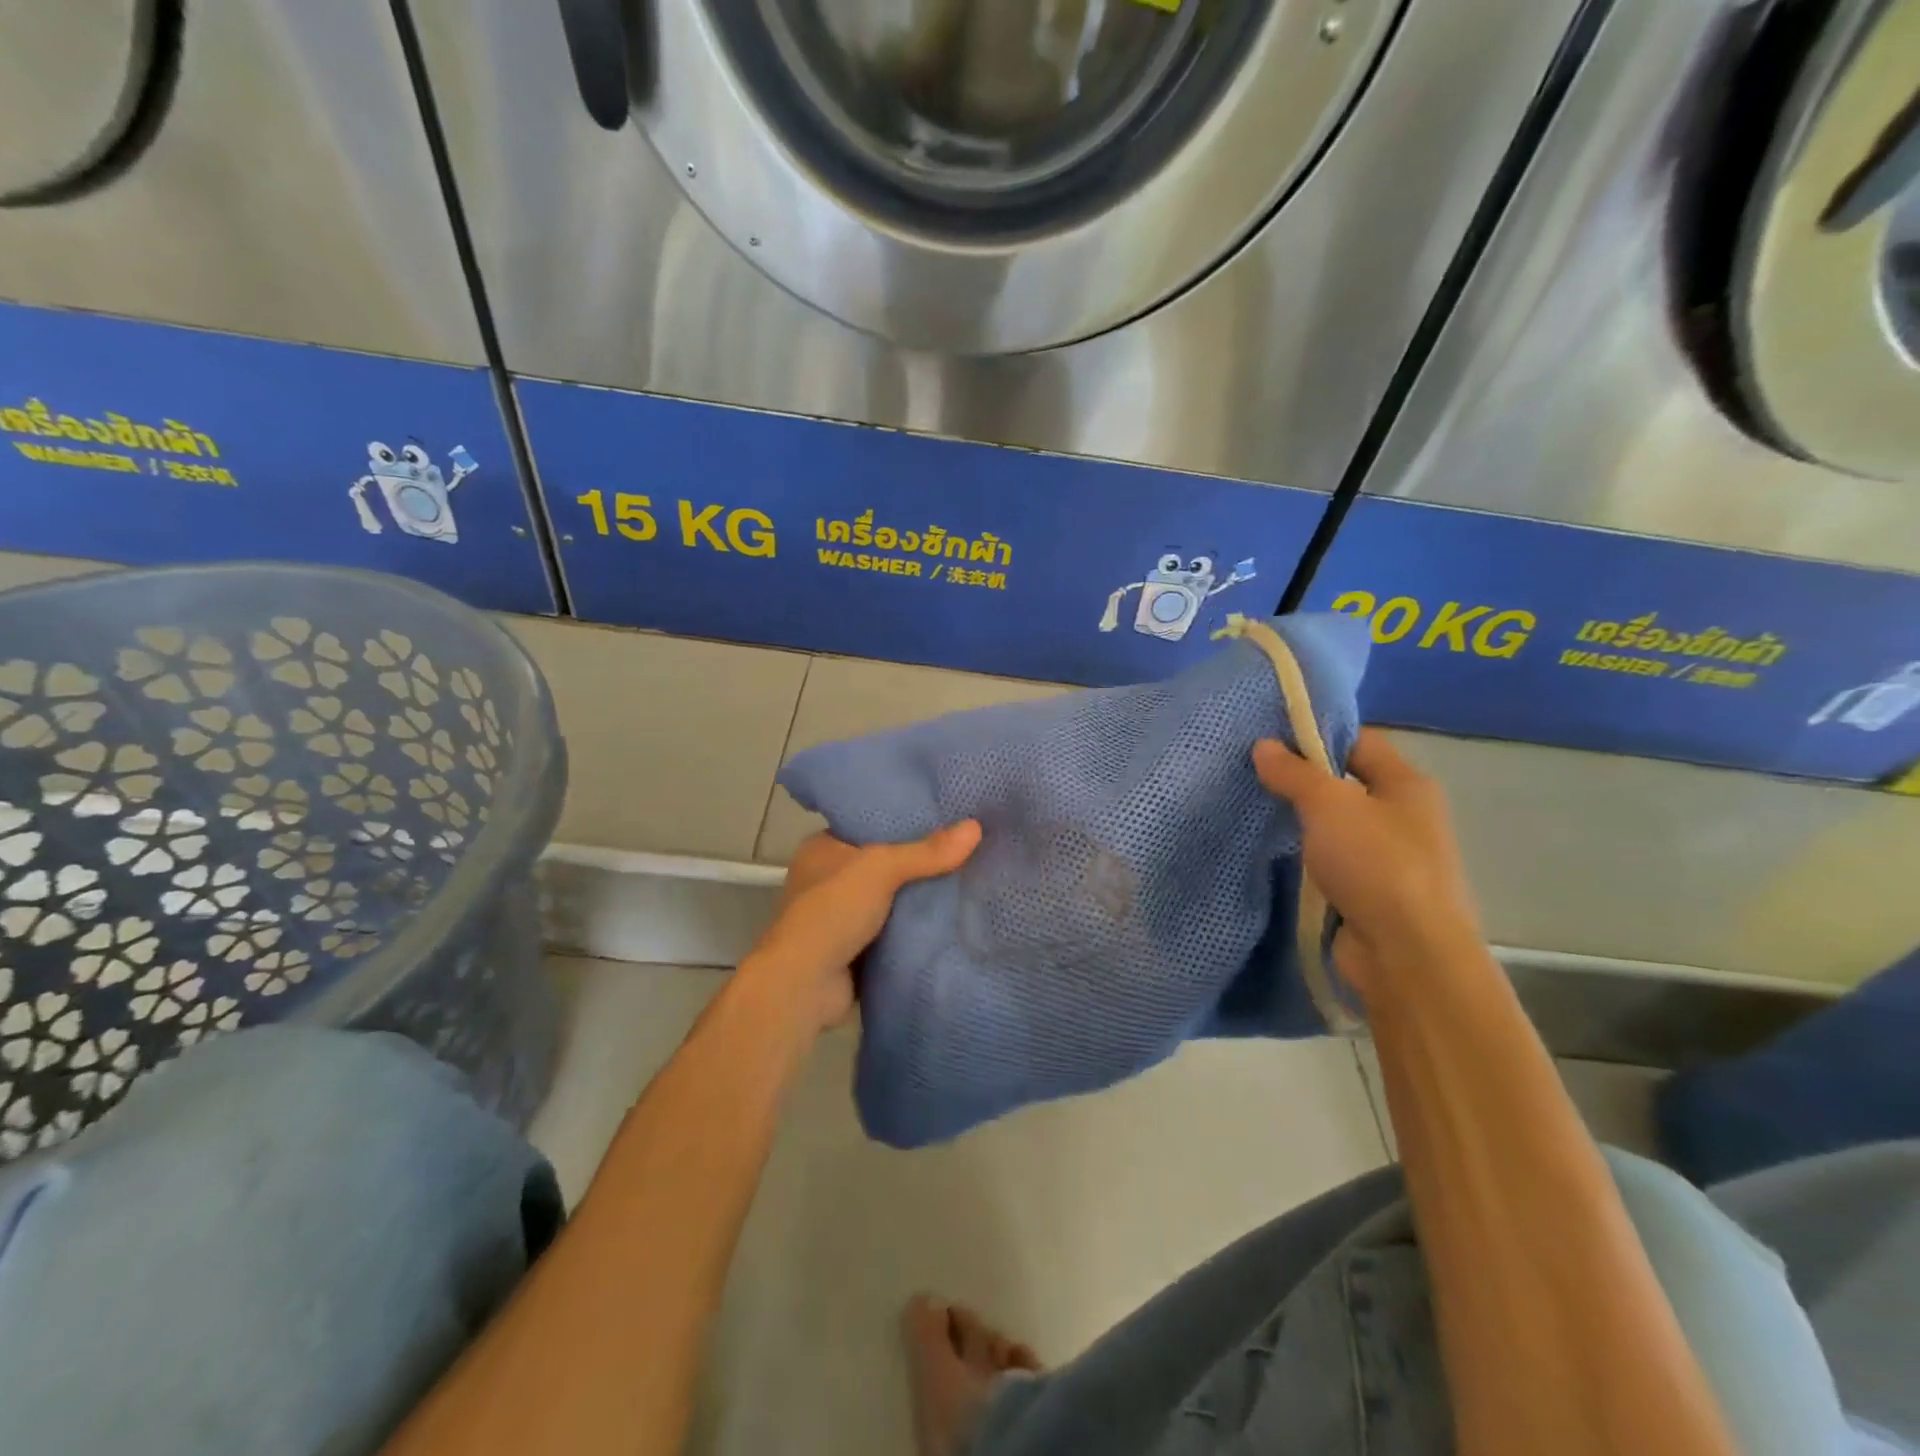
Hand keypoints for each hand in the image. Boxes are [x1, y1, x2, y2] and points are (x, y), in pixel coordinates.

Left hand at [741, 822, 982, 1032]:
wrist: (804, 985)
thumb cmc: (833, 910)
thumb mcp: (881, 868)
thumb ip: (927, 852)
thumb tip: (975, 827)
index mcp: (823, 848)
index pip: (870, 825)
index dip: (905, 821)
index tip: (946, 818)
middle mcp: (828, 878)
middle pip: (884, 864)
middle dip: (918, 863)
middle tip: (965, 850)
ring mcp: (840, 916)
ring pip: (891, 899)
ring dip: (918, 899)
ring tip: (967, 880)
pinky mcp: (853, 949)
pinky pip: (892, 931)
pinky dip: (913, 929)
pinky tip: (950, 919)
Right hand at [1253, 729, 1482, 997]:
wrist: (1407, 954)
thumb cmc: (1376, 864)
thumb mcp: (1328, 804)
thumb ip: (1294, 773)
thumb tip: (1263, 745)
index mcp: (1408, 785)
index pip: (1359, 742)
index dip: (1316, 736)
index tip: (1269, 741)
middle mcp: (1405, 816)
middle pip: (1346, 784)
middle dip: (1302, 782)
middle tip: (1253, 777)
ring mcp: (1390, 859)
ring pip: (1336, 827)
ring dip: (1301, 824)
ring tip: (1255, 813)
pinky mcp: (1372, 894)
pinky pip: (1332, 863)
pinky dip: (1307, 859)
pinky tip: (1274, 856)